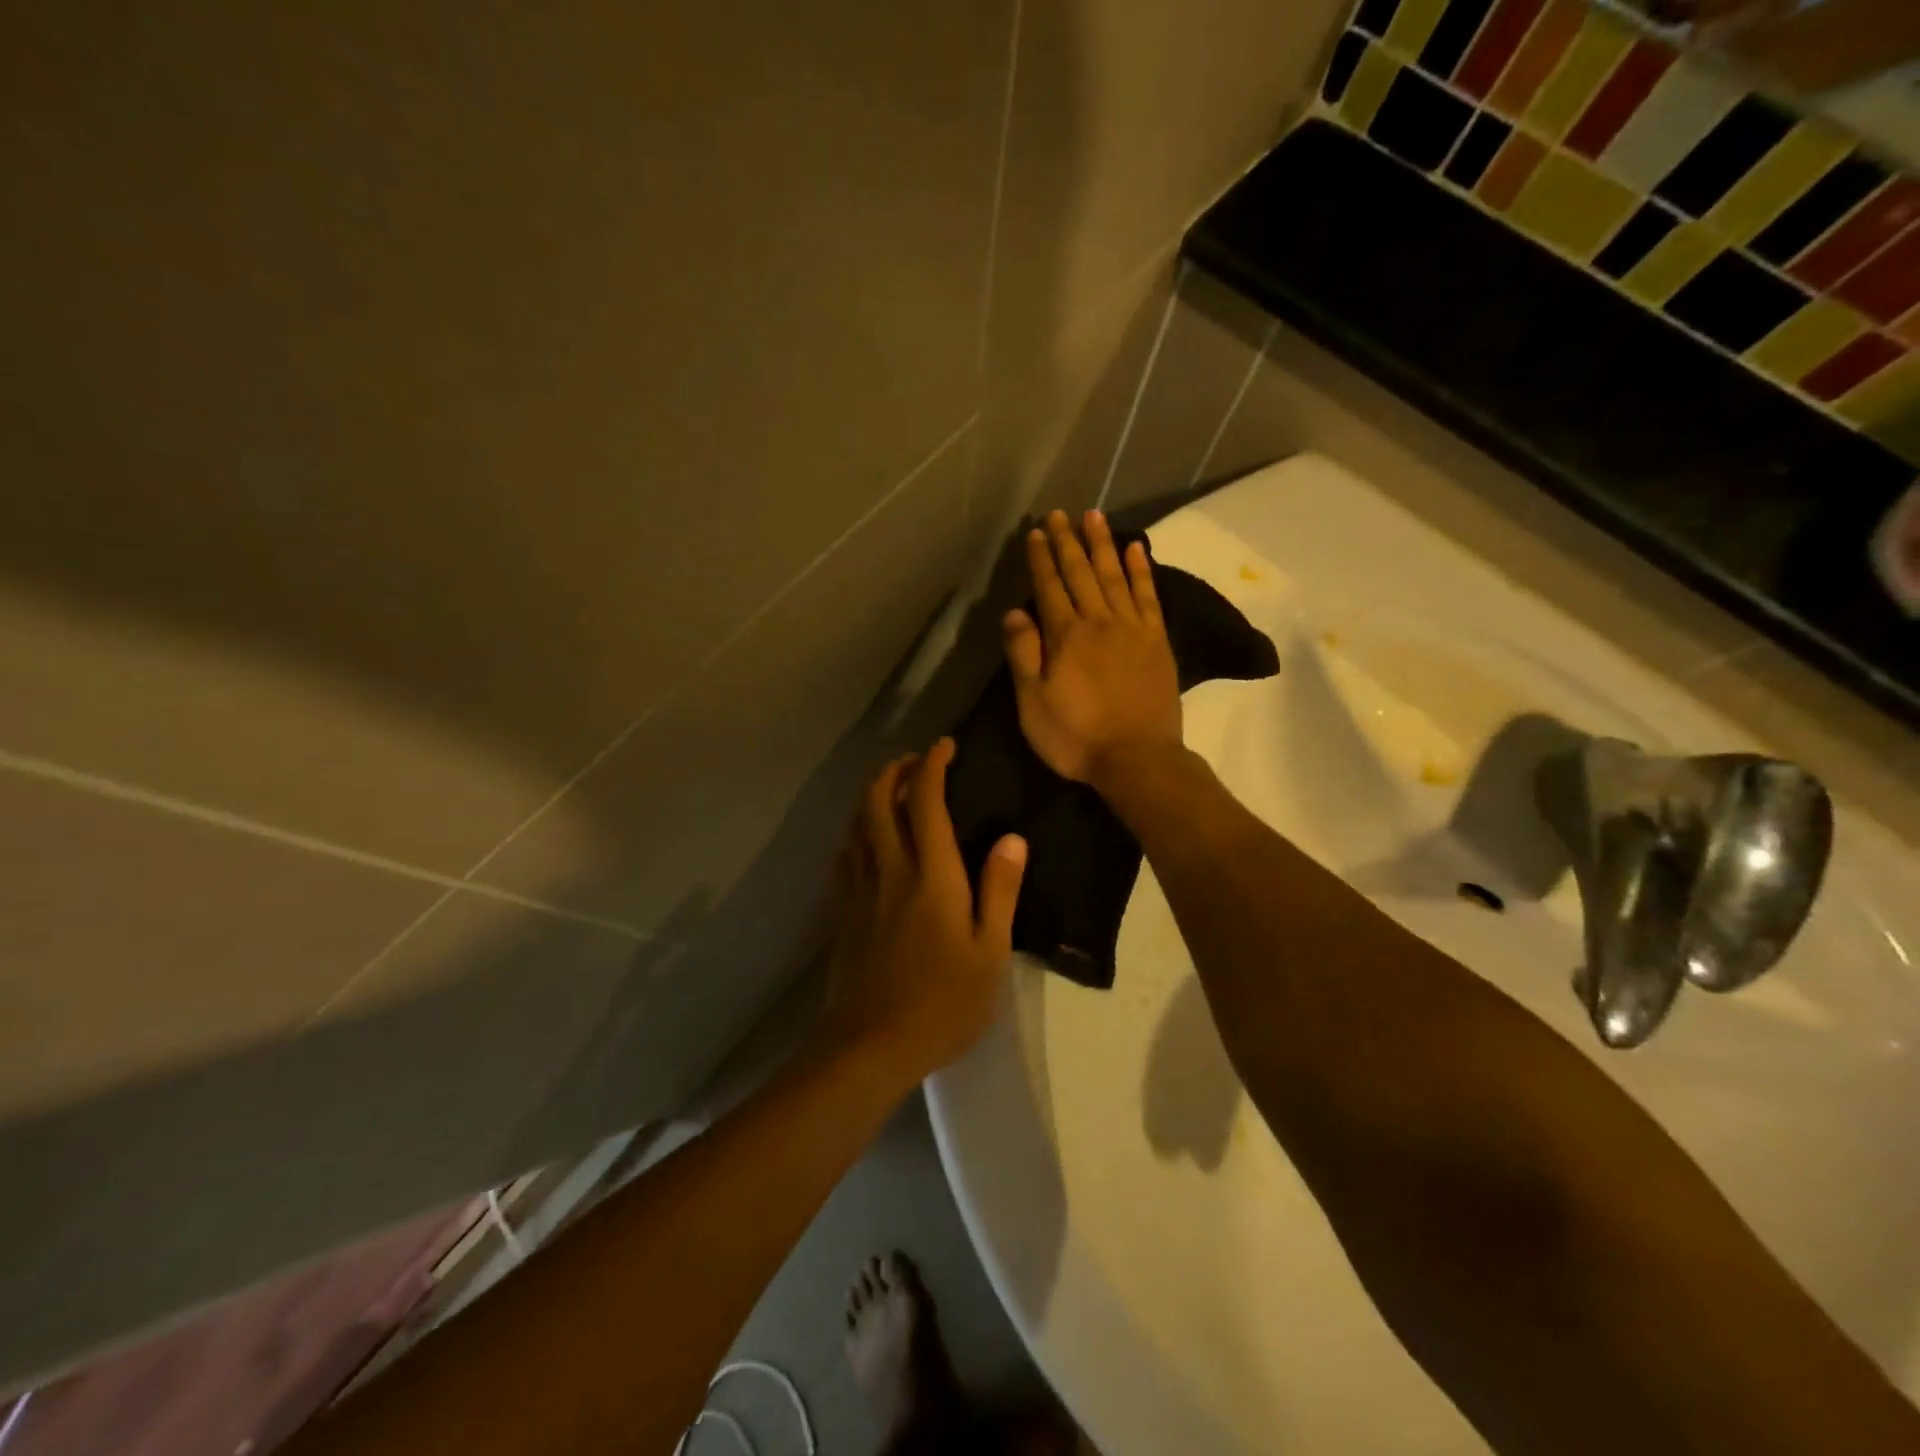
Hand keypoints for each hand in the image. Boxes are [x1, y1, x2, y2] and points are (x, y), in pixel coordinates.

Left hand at [821, 741, 1027, 1087]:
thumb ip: (1000, 891)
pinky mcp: (843, 912)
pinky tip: (866, 841)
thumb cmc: (943, 1003)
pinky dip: (857, 832)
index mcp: (931, 876)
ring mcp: (860, 890)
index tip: (944, 746)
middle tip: (915, 761)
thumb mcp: (989, 952)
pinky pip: (846, 855)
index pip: (925, 802)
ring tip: (892, 791)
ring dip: (872, 796)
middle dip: (894, 770)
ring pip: (856, 824)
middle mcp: (890, 870)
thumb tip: (1012, 837)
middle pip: (878, 801)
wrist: (869, 1047)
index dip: (932, 765)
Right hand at [1003, 509, 1182, 790]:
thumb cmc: (1076, 737)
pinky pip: (1148, 596)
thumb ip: (1024, 655)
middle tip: (1060, 513)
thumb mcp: (1033, 704)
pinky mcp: (1157, 641)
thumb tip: (1014, 612)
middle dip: (1068, 541)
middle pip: (1081, 573)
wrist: (1137, 759)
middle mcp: (1099, 622)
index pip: (1049, 587)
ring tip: (1094, 517)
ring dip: (1102, 544)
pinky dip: (1141, 570)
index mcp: (1066, 636)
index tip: (1036, 532)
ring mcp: (1132, 629)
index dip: (1041, 558)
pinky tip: (1136, 549)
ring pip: (1115, 575)